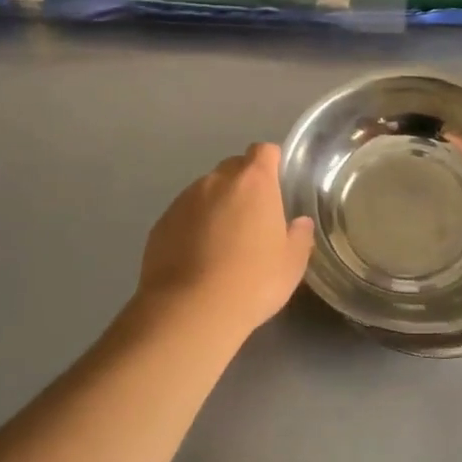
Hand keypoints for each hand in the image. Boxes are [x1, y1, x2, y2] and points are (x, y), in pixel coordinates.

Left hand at [136, 143, 315, 339]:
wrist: (190, 310)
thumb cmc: (253, 281)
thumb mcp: (291, 264)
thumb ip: (299, 236)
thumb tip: (300, 223)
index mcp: (254, 182)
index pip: (264, 151)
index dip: (272, 164)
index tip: (278, 186)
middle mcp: (217, 181)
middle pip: (234, 167)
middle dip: (245, 184)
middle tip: (254, 217)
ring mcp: (184, 200)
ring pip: (207, 191)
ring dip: (217, 205)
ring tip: (224, 242)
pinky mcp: (161, 223)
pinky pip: (184, 214)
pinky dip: (193, 225)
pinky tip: (198, 256)